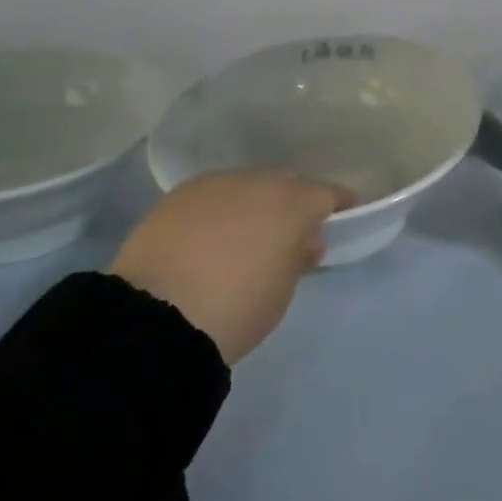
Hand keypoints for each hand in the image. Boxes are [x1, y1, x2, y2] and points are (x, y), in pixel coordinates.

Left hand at [112, 170, 353, 365]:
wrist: (157, 318)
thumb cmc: (236, 309)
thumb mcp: (282, 291)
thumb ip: (298, 257)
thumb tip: (302, 240)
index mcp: (289, 203)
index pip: (326, 193)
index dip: (338, 203)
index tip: (344, 214)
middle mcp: (253, 182)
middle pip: (284, 183)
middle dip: (293, 201)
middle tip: (292, 230)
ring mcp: (210, 185)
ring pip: (244, 186)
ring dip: (253, 203)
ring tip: (248, 233)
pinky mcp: (175, 197)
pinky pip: (211, 196)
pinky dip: (220, 210)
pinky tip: (211, 235)